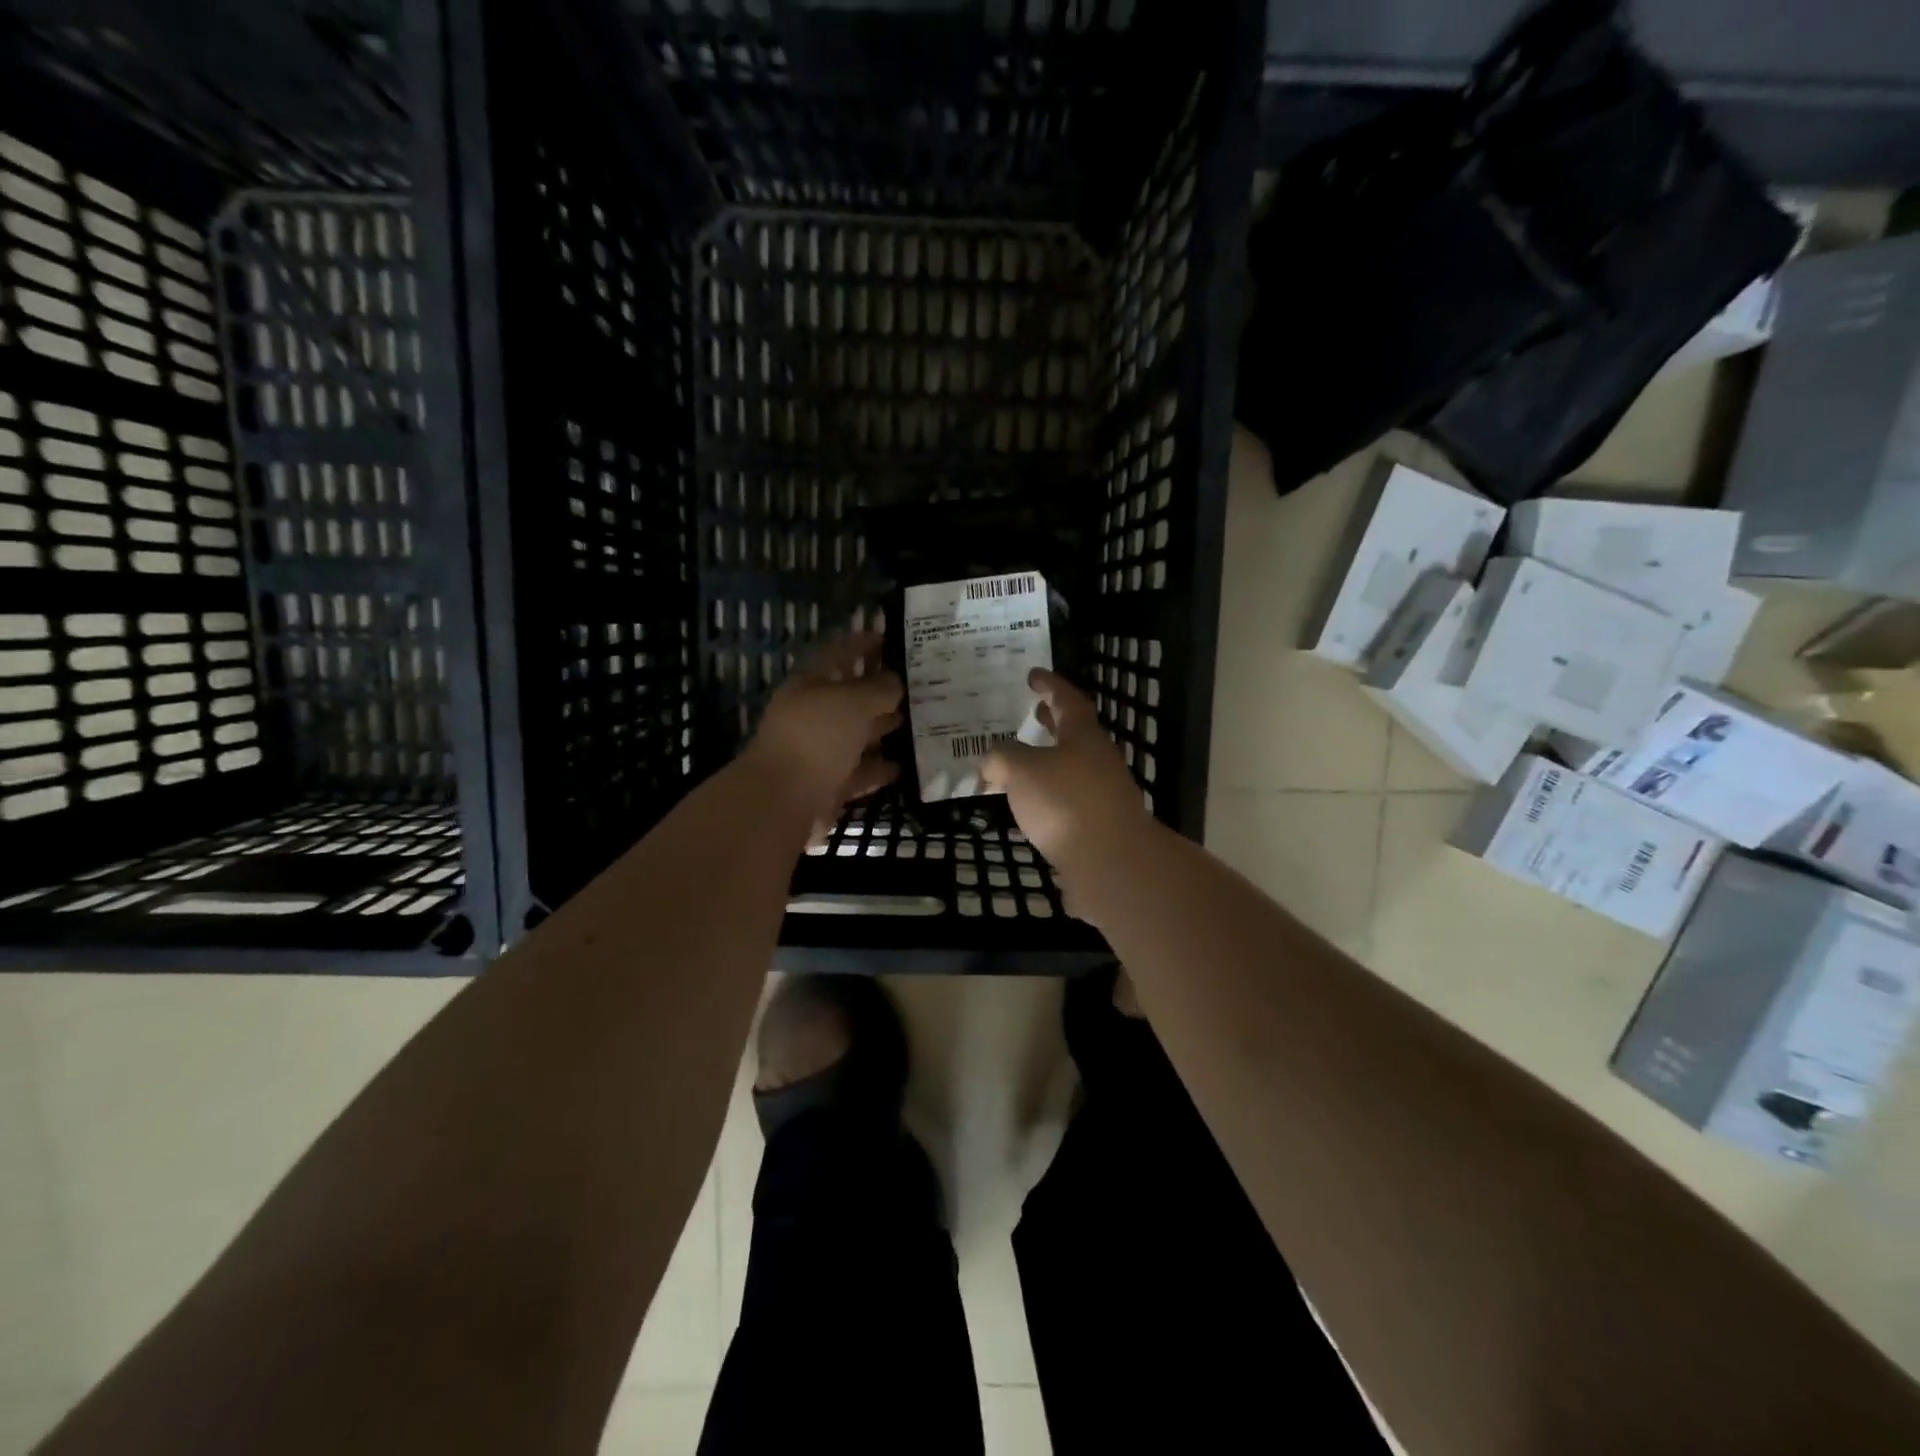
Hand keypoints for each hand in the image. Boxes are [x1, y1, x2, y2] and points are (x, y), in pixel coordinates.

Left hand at [744, 630, 902, 834]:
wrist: (784, 800)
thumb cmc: (817, 737)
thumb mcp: (853, 702)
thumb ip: (878, 688)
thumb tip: (895, 682)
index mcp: (808, 685)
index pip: (837, 655)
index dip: (860, 644)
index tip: (887, 637)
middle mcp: (811, 716)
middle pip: (848, 698)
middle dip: (878, 690)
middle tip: (915, 684)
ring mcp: (818, 752)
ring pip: (855, 736)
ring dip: (882, 729)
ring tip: (916, 722)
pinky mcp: (827, 785)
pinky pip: (858, 772)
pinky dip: (877, 769)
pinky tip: (901, 766)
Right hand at [982, 668, 1155, 875]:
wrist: (1111, 862)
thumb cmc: (1065, 802)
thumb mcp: (1021, 770)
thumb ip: (1002, 759)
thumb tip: (993, 764)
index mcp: (1083, 736)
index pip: (1067, 700)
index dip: (1049, 685)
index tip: (1033, 675)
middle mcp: (1099, 760)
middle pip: (1076, 732)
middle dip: (1054, 721)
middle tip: (1036, 712)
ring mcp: (1104, 794)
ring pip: (1074, 766)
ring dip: (1051, 759)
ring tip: (1025, 764)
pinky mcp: (1101, 825)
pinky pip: (1071, 798)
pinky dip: (1051, 793)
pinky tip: (1034, 807)